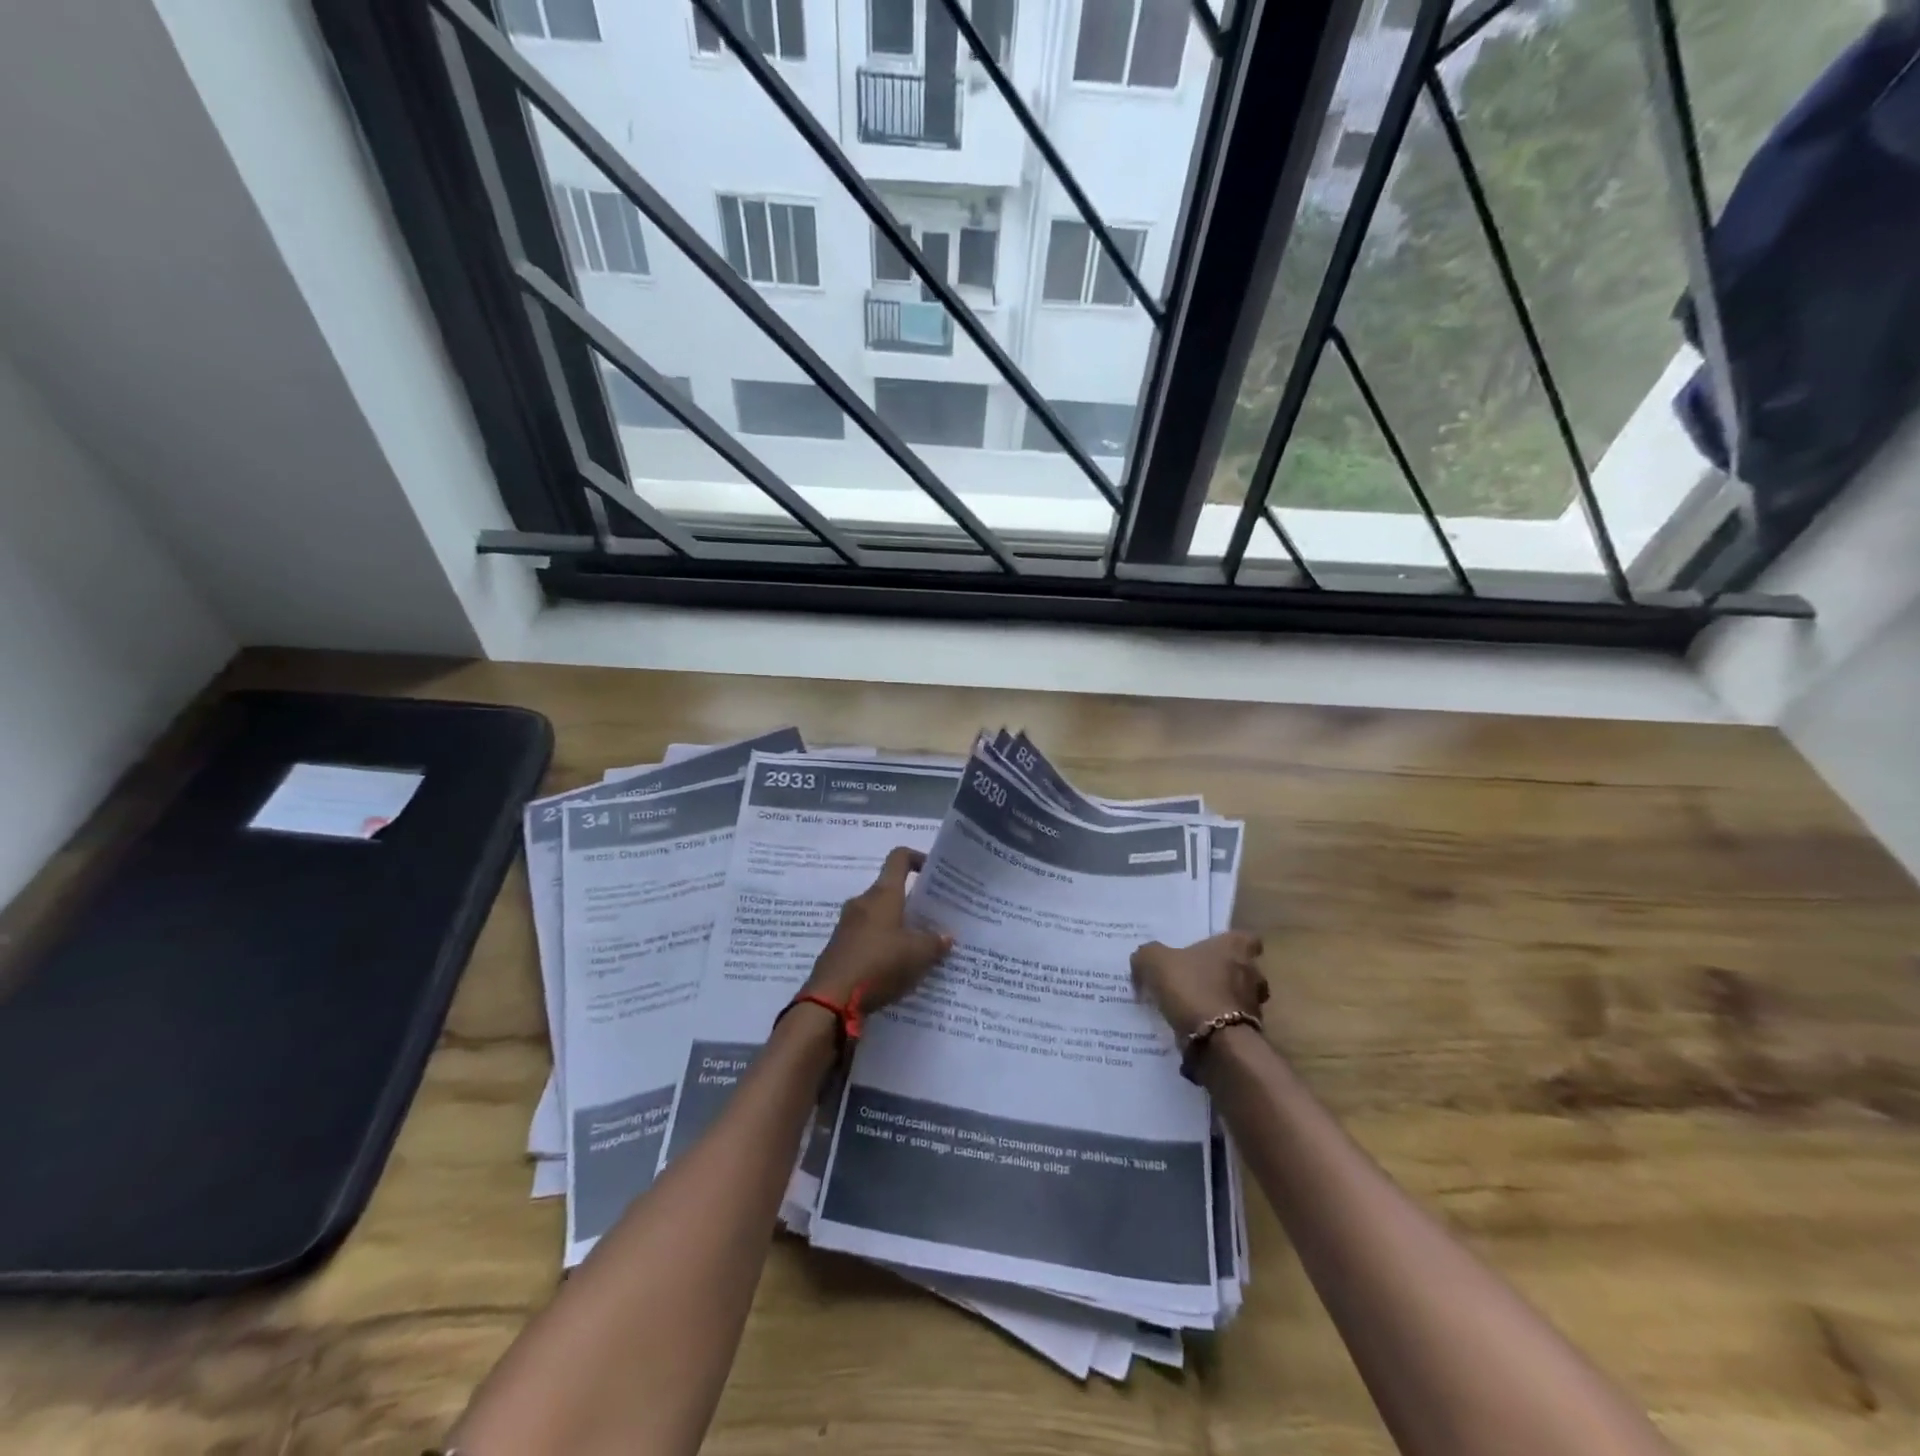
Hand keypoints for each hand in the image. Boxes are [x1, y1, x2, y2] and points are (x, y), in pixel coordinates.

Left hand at [802, 847, 952, 1013]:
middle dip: (912, 902)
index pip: (899, 858)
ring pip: (878, 916)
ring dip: (897, 926)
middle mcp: (862, 902)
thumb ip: (935, 942)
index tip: (934, 872)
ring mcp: (847, 925)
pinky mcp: (839, 947)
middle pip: (890, 890)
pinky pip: (867, 937)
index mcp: (883, 894)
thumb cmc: (879, 964)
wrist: (831, 999)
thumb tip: (946, 936)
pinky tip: (896, 967)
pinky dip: (882, 945)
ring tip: (918, 947)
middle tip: (933, 919)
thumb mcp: (918, 955)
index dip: (917, 858)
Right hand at [1131, 932, 1269, 1038]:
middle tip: (1199, 979)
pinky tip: (1197, 1030)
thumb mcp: (1154, 962)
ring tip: (1196, 1008)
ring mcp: (1255, 1005)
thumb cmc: (1191, 988)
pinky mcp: (1251, 1034)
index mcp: (1235, 948)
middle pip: (1245, 969)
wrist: (1216, 1041)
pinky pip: (1234, 1025)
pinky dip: (1219, 1026)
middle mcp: (1252, 973)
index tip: (1214, 950)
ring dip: (1223, 1002)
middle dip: (1226, 975)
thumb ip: (1148, 955)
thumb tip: (1143, 960)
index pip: (1247, 939)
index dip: (1231, 944)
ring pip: (1241, 998)